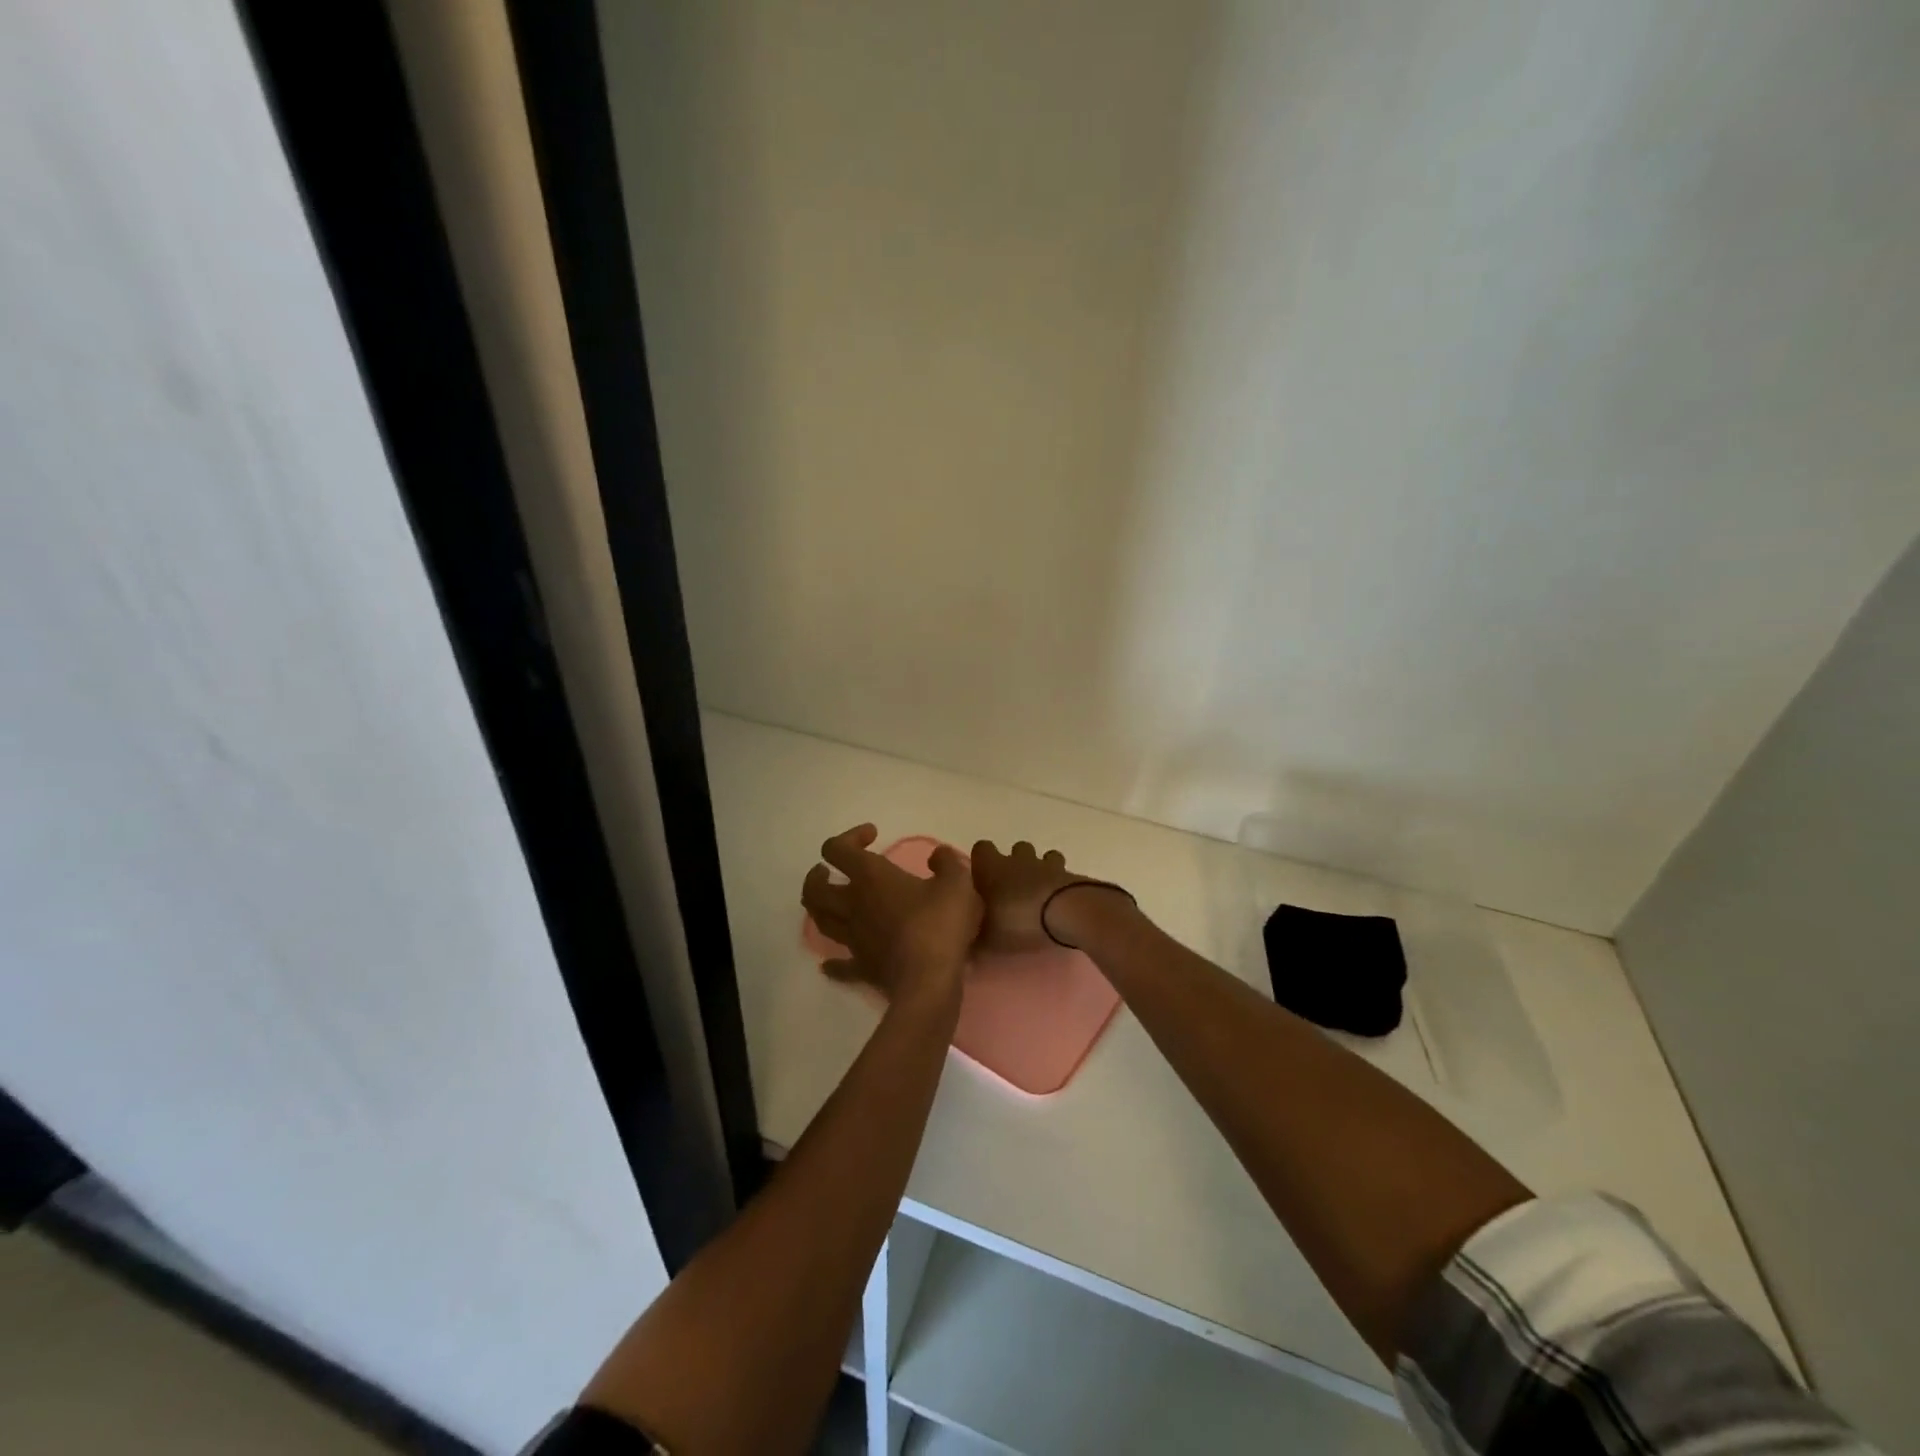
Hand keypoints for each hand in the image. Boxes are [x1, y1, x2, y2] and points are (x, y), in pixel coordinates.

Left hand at [802, 825, 981, 1003]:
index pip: (838, 849)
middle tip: (828, 871)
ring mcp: (853, 939)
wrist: (929, 981)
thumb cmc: (940, 925)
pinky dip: (833, 962)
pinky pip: (839, 965)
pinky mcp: (861, 967)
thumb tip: (937, 856)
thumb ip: (947, 861)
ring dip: (819, 909)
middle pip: (815, 889)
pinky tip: (830, 964)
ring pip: (821, 921)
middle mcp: (853, 905)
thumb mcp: (958, 881)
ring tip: (830, 904)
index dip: (849, 836)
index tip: (873, 835)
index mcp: (871, 877)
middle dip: (817, 876)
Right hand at [969, 839, 1124, 952]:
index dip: (982, 861)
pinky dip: (1060, 883)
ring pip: (1043, 857)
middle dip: (1015, 865)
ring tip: (1040, 894)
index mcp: (991, 867)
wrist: (1064, 912)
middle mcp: (1017, 859)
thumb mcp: (986, 938)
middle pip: (1015, 849)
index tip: (982, 879)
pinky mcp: (1070, 875)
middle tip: (1013, 891)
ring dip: (1041, 871)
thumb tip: (965, 946)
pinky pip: (1063, 873)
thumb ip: (974, 939)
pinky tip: (1059, 902)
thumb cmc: (1017, 920)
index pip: (981, 848)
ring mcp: (1046, 864)